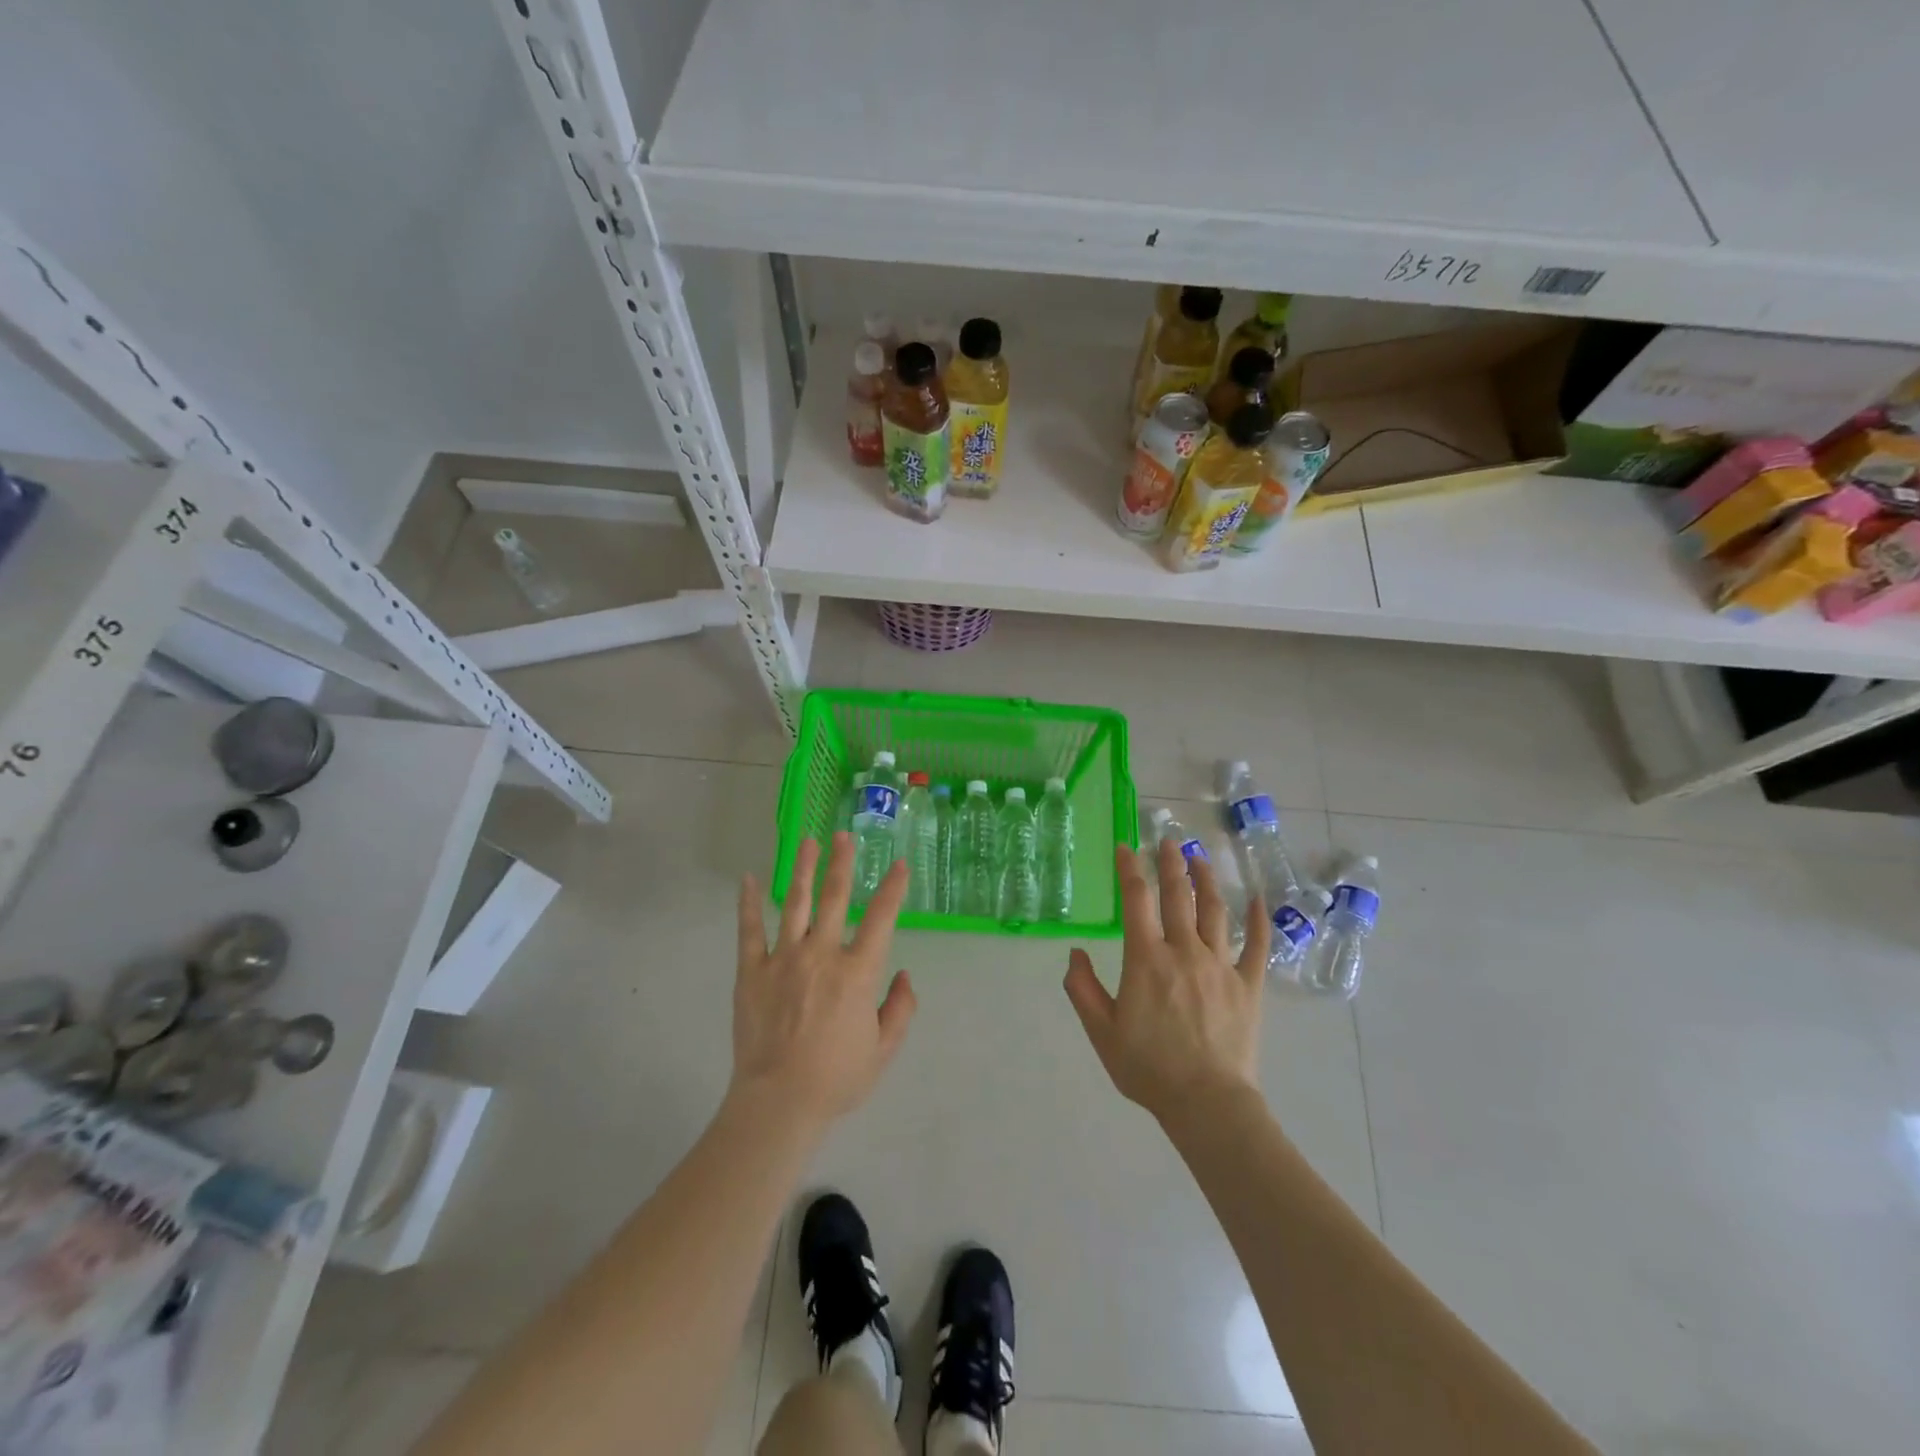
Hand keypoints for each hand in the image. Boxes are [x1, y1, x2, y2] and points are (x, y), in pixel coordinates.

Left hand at [732, 833, 916, 1131]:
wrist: (779, 1102)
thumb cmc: (837, 1078)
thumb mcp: (884, 1050)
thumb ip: (901, 1009)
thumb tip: (905, 974)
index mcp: (858, 972)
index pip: (881, 918)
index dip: (893, 889)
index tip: (899, 864)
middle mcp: (822, 954)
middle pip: (835, 897)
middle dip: (841, 863)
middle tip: (843, 835)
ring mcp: (783, 959)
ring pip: (795, 903)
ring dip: (802, 869)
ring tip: (806, 842)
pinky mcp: (752, 971)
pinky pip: (749, 930)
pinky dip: (747, 903)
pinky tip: (747, 879)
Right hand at [1064, 838, 1269, 1122]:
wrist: (1206, 1103)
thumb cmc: (1148, 1068)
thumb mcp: (1101, 1031)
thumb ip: (1082, 989)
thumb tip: (1076, 953)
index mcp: (1146, 959)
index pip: (1136, 901)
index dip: (1129, 869)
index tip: (1125, 847)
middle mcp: (1184, 951)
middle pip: (1178, 895)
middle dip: (1170, 863)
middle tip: (1167, 839)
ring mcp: (1221, 965)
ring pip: (1215, 911)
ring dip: (1206, 879)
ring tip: (1199, 857)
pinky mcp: (1248, 985)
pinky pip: (1257, 945)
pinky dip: (1259, 920)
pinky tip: (1259, 899)